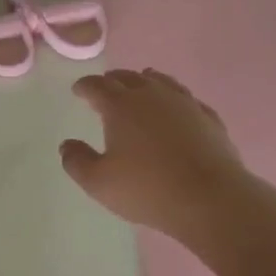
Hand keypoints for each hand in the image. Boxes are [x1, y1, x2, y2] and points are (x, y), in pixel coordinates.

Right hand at [61, 69, 248, 244]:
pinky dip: (174, 99)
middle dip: (112, 80)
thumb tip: (67, 145)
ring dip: (145, 81)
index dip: (84, 86)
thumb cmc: (147, 189)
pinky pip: (186, 99)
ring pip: (161, 81)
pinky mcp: (208, 118)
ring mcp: (184, 103)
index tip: (78, 90)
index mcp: (121, 106)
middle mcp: (152, 95)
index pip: (97, 86)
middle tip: (105, 87)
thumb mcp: (98, 183)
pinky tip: (176, 108)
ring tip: (140, 84)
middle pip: (128, 77)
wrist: (209, 197)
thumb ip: (77, 161)